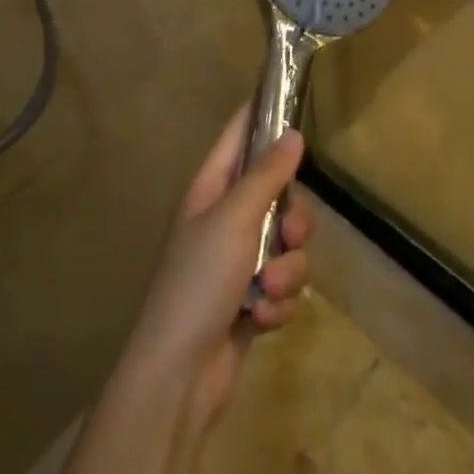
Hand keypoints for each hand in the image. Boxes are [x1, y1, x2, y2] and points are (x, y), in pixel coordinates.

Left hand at [121, 105, 312, 426]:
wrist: (180, 375)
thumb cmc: (198, 282)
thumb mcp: (234, 219)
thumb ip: (267, 176)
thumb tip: (293, 134)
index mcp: (211, 190)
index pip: (239, 136)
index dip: (263, 115)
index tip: (293, 98)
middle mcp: (226, 219)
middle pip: (279, 195)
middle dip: (292, 221)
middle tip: (288, 236)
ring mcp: (239, 262)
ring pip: (289, 246)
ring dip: (286, 272)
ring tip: (266, 293)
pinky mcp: (253, 300)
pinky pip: (285, 286)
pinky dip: (279, 305)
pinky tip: (261, 321)